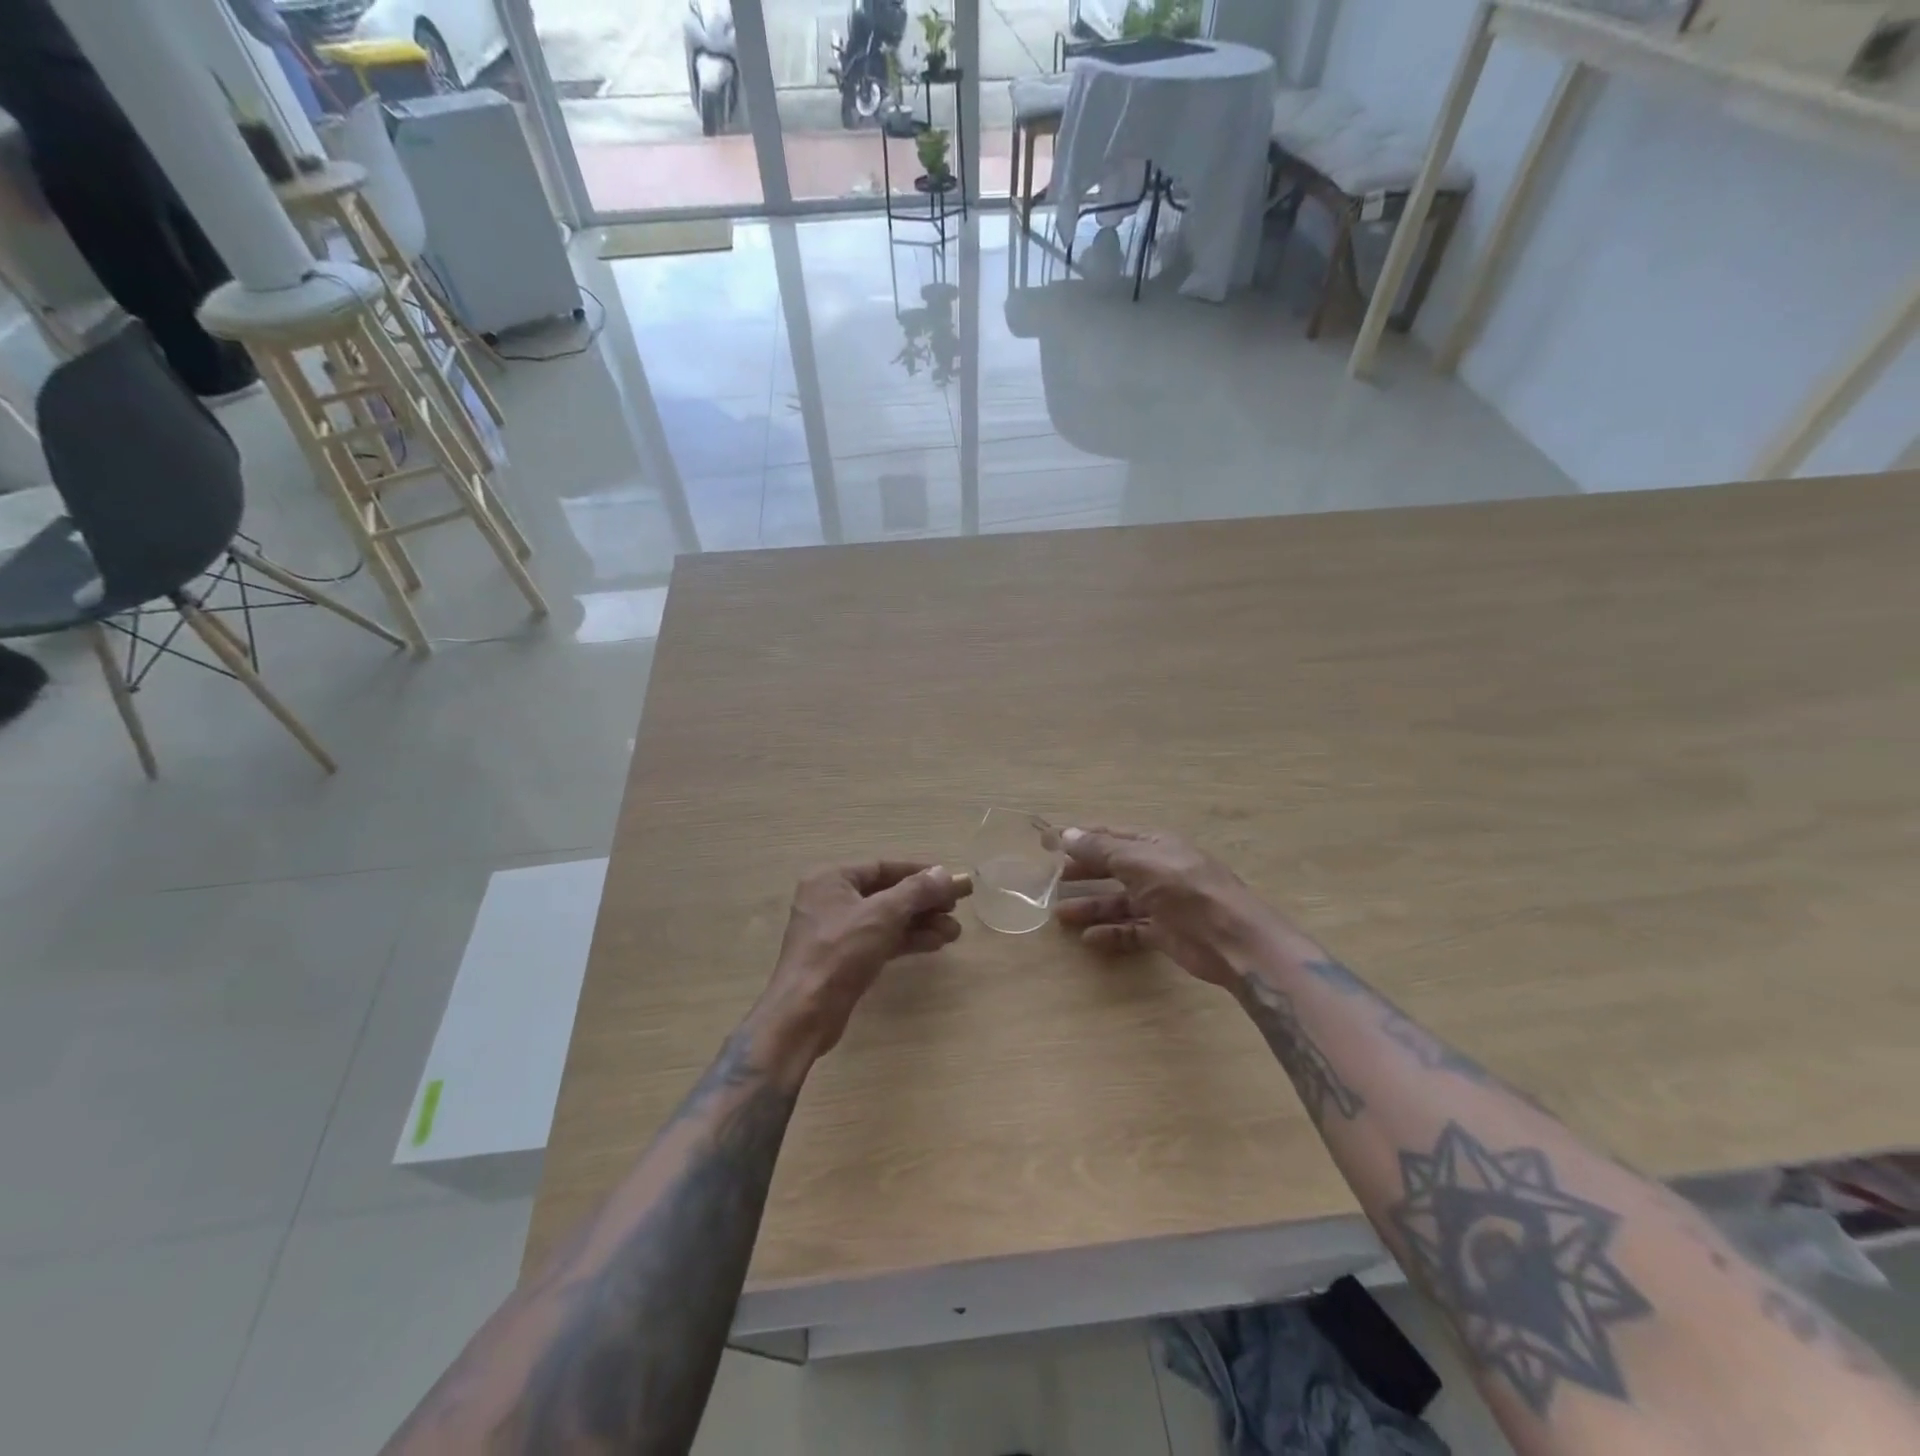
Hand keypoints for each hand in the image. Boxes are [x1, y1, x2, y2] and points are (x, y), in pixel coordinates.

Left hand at [750, 861, 970, 1071]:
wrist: (804, 1014)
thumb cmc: (839, 952)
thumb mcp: (882, 915)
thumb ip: (916, 891)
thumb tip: (945, 873)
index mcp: (831, 878)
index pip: (884, 867)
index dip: (920, 873)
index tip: (951, 881)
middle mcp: (831, 899)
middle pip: (887, 893)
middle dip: (924, 902)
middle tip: (957, 909)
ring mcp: (836, 930)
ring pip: (887, 919)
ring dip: (920, 923)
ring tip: (954, 932)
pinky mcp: (844, 958)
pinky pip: (881, 940)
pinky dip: (907, 940)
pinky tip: (936, 944)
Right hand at [1053, 827, 1272, 988]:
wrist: (1232, 938)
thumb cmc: (1184, 889)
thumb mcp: (1138, 862)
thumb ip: (1100, 850)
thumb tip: (1065, 833)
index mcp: (1154, 844)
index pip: (1110, 836)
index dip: (1080, 838)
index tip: (1048, 843)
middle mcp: (1157, 869)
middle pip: (1112, 867)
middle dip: (1083, 873)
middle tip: (1051, 880)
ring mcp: (1162, 902)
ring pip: (1119, 901)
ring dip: (1091, 906)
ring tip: (1060, 915)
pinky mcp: (1166, 932)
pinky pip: (1131, 930)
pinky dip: (1111, 933)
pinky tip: (1089, 939)